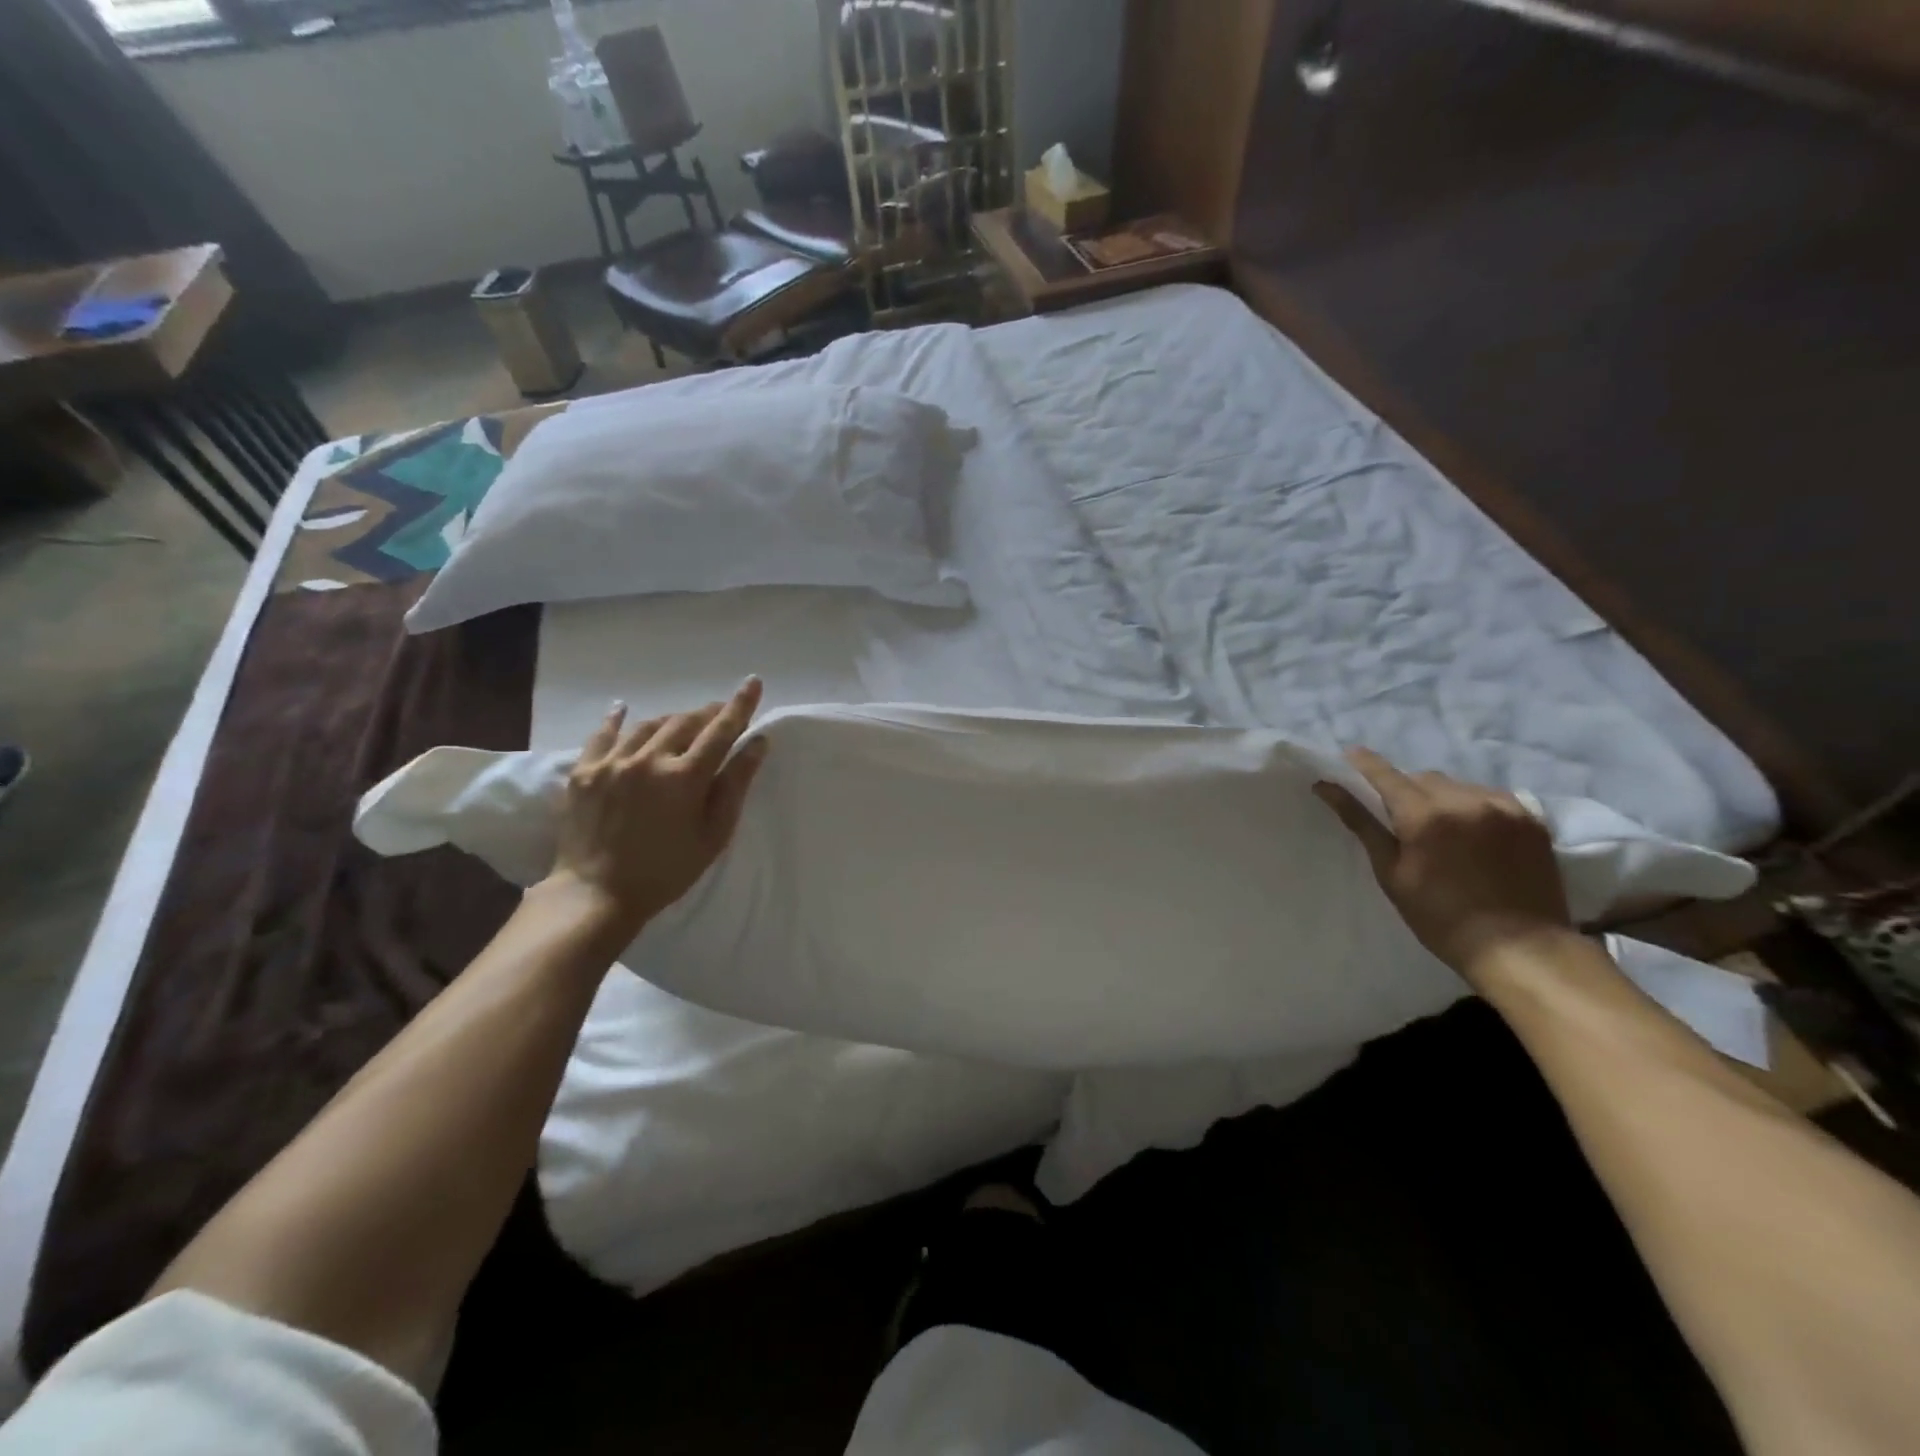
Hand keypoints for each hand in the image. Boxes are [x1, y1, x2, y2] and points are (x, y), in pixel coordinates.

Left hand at [543, 677, 769, 940]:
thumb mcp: (713, 834)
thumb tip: (757, 743)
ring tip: (683, 723)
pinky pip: (602, 735)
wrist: (596, 894)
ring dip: (672, 720)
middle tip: (720, 714)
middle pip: (685, 722)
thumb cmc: (667, 871)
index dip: (739, 705)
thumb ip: (735, 785)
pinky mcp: (584, 772)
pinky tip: (622, 708)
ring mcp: (612, 763)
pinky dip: (616, 720)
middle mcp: (649, 759)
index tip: (753, 683)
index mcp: (685, 777)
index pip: (721, 730)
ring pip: (649, 726)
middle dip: (707, 714)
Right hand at [1313, 747, 1572, 980]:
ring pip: (1458, 785)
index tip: (1350, 754)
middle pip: (1423, 778)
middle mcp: (1465, 800)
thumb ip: (1361, 823)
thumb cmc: (1440, 916)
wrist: (1520, 948)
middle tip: (1402, 818)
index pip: (1385, 774)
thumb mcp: (1391, 872)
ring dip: (1442, 797)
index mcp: (1424, 815)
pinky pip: (1491, 796)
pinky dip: (1475, 806)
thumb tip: (1326, 787)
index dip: (1364, 763)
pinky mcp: (1531, 818)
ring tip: (1443, 828)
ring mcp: (1503, 806)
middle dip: (1407, 790)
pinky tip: (1475, 832)